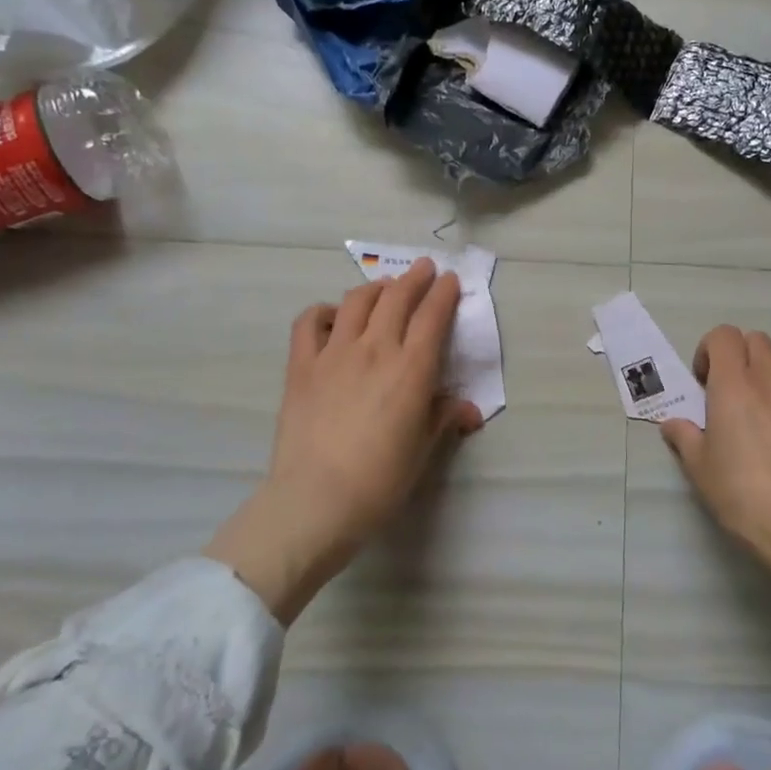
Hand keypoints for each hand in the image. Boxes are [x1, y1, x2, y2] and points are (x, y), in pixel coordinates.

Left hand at [206, 258, 482, 623]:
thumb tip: (469, 411)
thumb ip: (443, 419)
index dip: (445, 293)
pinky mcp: (301, 365)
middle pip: (397, 298)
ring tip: (384, 288)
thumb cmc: (380, 481)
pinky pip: (309, 322)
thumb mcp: (422, 451)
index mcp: (411, 369)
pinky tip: (333, 317)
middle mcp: (375, 349)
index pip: (432, 316)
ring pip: (357, 301)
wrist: (316, 500)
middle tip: (424, 269)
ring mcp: (334, 353)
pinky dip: (323, 311)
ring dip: (376, 288)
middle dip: (415, 278)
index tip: (451, 280)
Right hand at [660, 326, 770, 593]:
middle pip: (757, 339)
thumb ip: (684, 438)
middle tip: (732, 391)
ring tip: (769, 399)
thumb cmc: (744, 497)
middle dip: (740, 356)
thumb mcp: (700, 470)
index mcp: (733, 385)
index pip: (723, 336)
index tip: (705, 384)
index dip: (709, 351)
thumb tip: (673, 423)